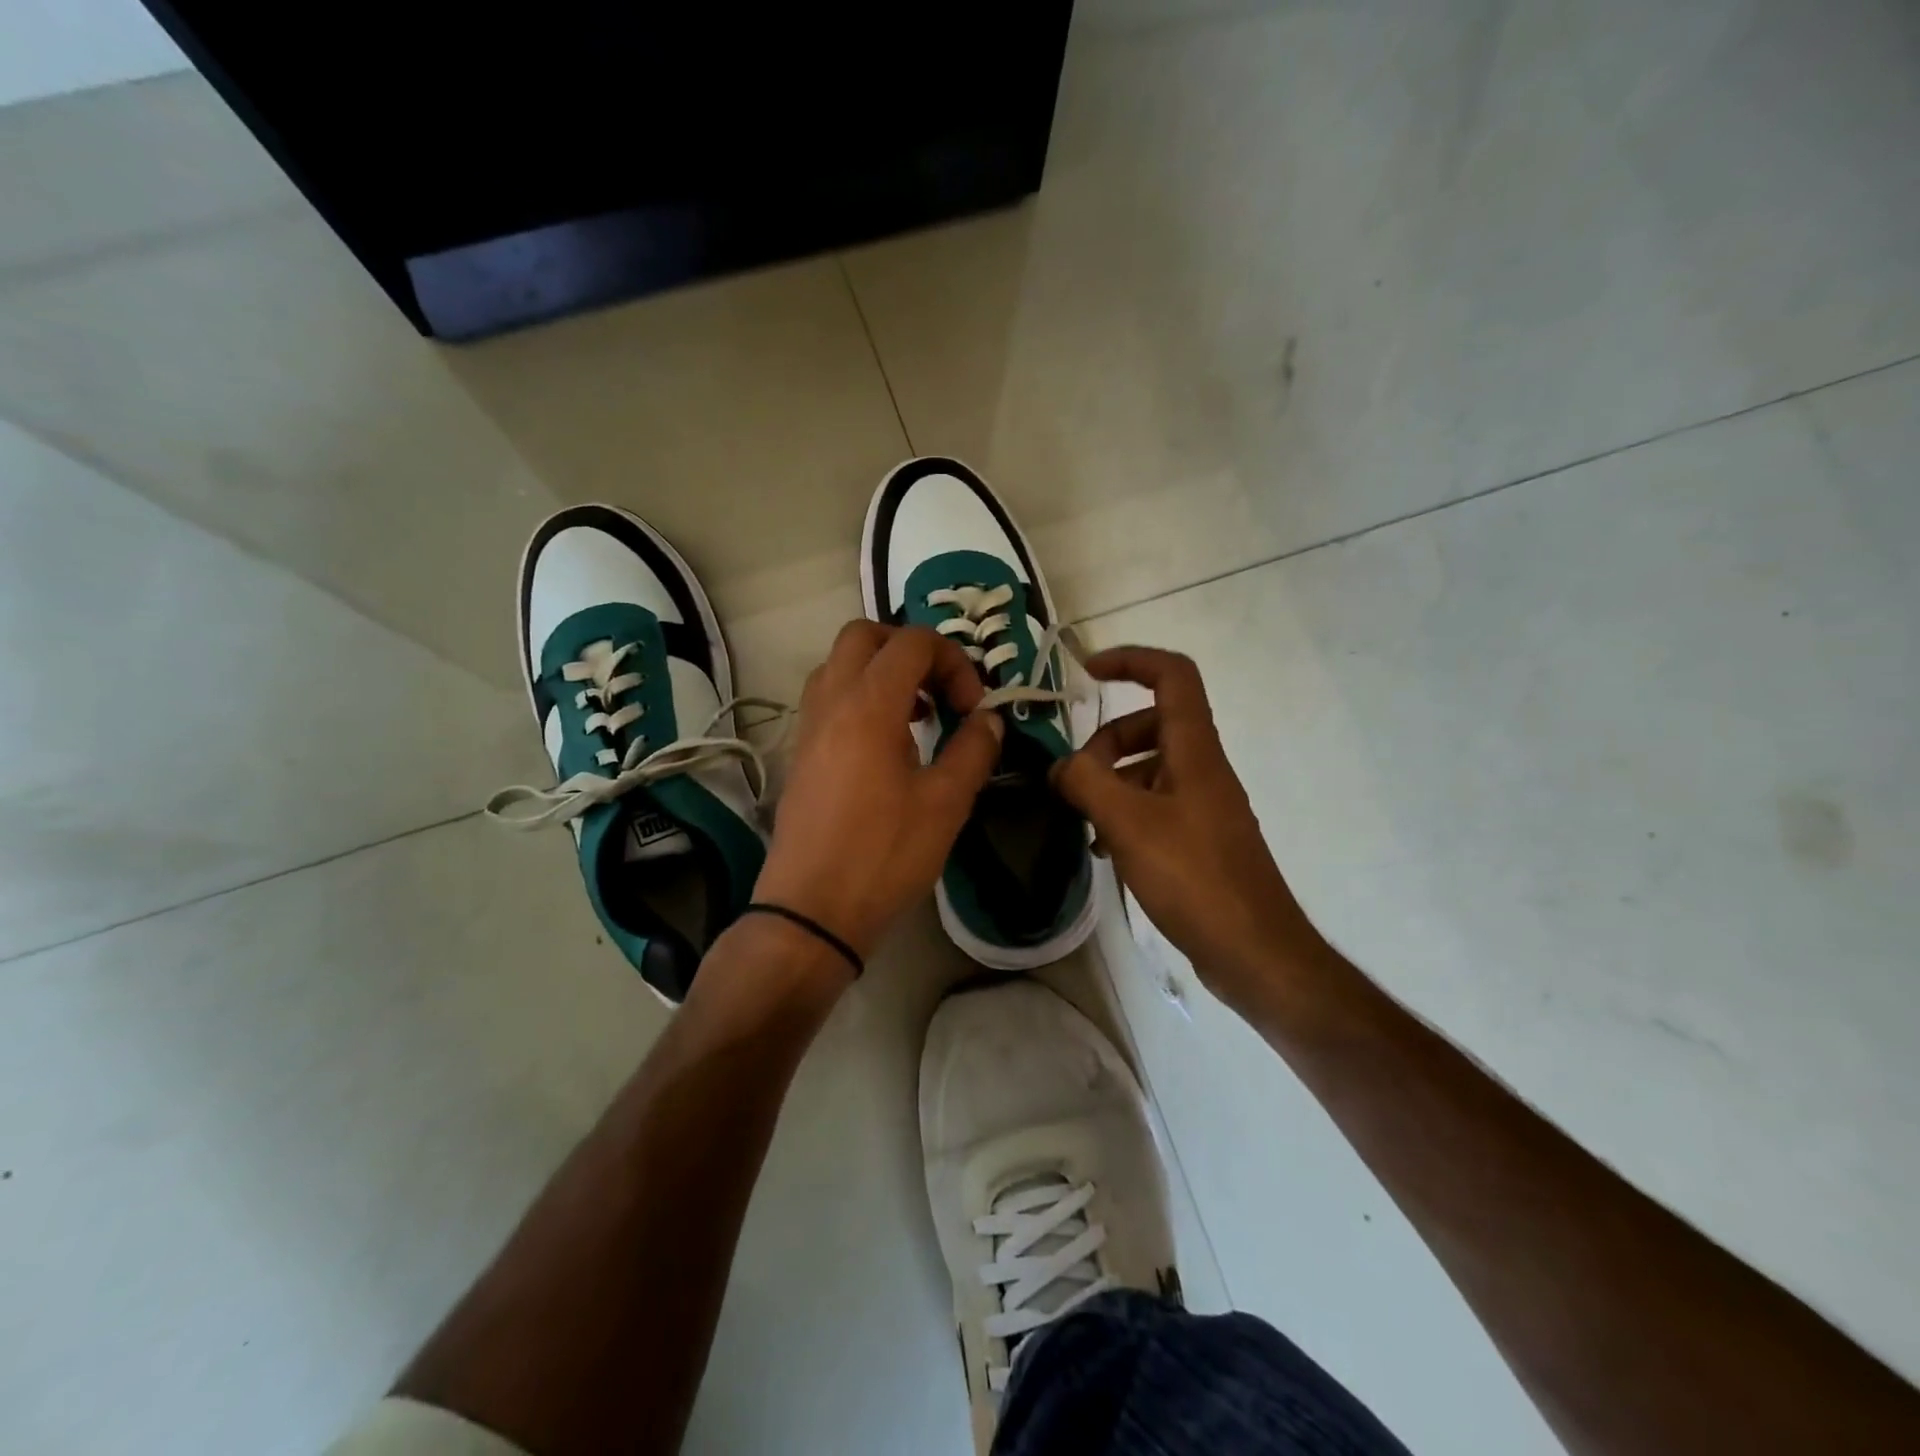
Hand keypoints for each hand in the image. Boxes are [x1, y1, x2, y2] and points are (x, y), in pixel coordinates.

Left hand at [754, 622, 1003, 960]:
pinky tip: (888, 744)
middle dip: (909, 649)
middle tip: (940, 690)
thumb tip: (990, 720)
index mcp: (869, 705)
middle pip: (864, 636)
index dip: (953, 661)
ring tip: (917, 714)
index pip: (912, 643)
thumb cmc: (884, 855)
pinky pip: (827, 697)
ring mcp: (808, 726)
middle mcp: (831, 701)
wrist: (811, 910)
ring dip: (881, 671)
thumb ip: (973, 750)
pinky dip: (859, 696)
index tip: (973, 706)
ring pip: (839, 664)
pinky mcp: (800, 752)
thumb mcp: (946, 804)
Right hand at [1051, 647, 1321, 1000]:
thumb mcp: (1128, 823)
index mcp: (1195, 751)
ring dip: (1111, 780)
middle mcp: (1203, 769)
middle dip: (1107, 740)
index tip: (1086, 672)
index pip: (1172, 676)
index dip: (1131, 660)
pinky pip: (1155, 806)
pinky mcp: (1199, 839)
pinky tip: (1102, 847)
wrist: (1254, 950)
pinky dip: (1125, 812)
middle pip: (1153, 724)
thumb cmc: (1194, 877)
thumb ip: (1086, 783)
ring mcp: (1203, 806)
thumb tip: (1059, 766)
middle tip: (1075, 776)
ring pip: (1151, 768)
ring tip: (1081, 816)